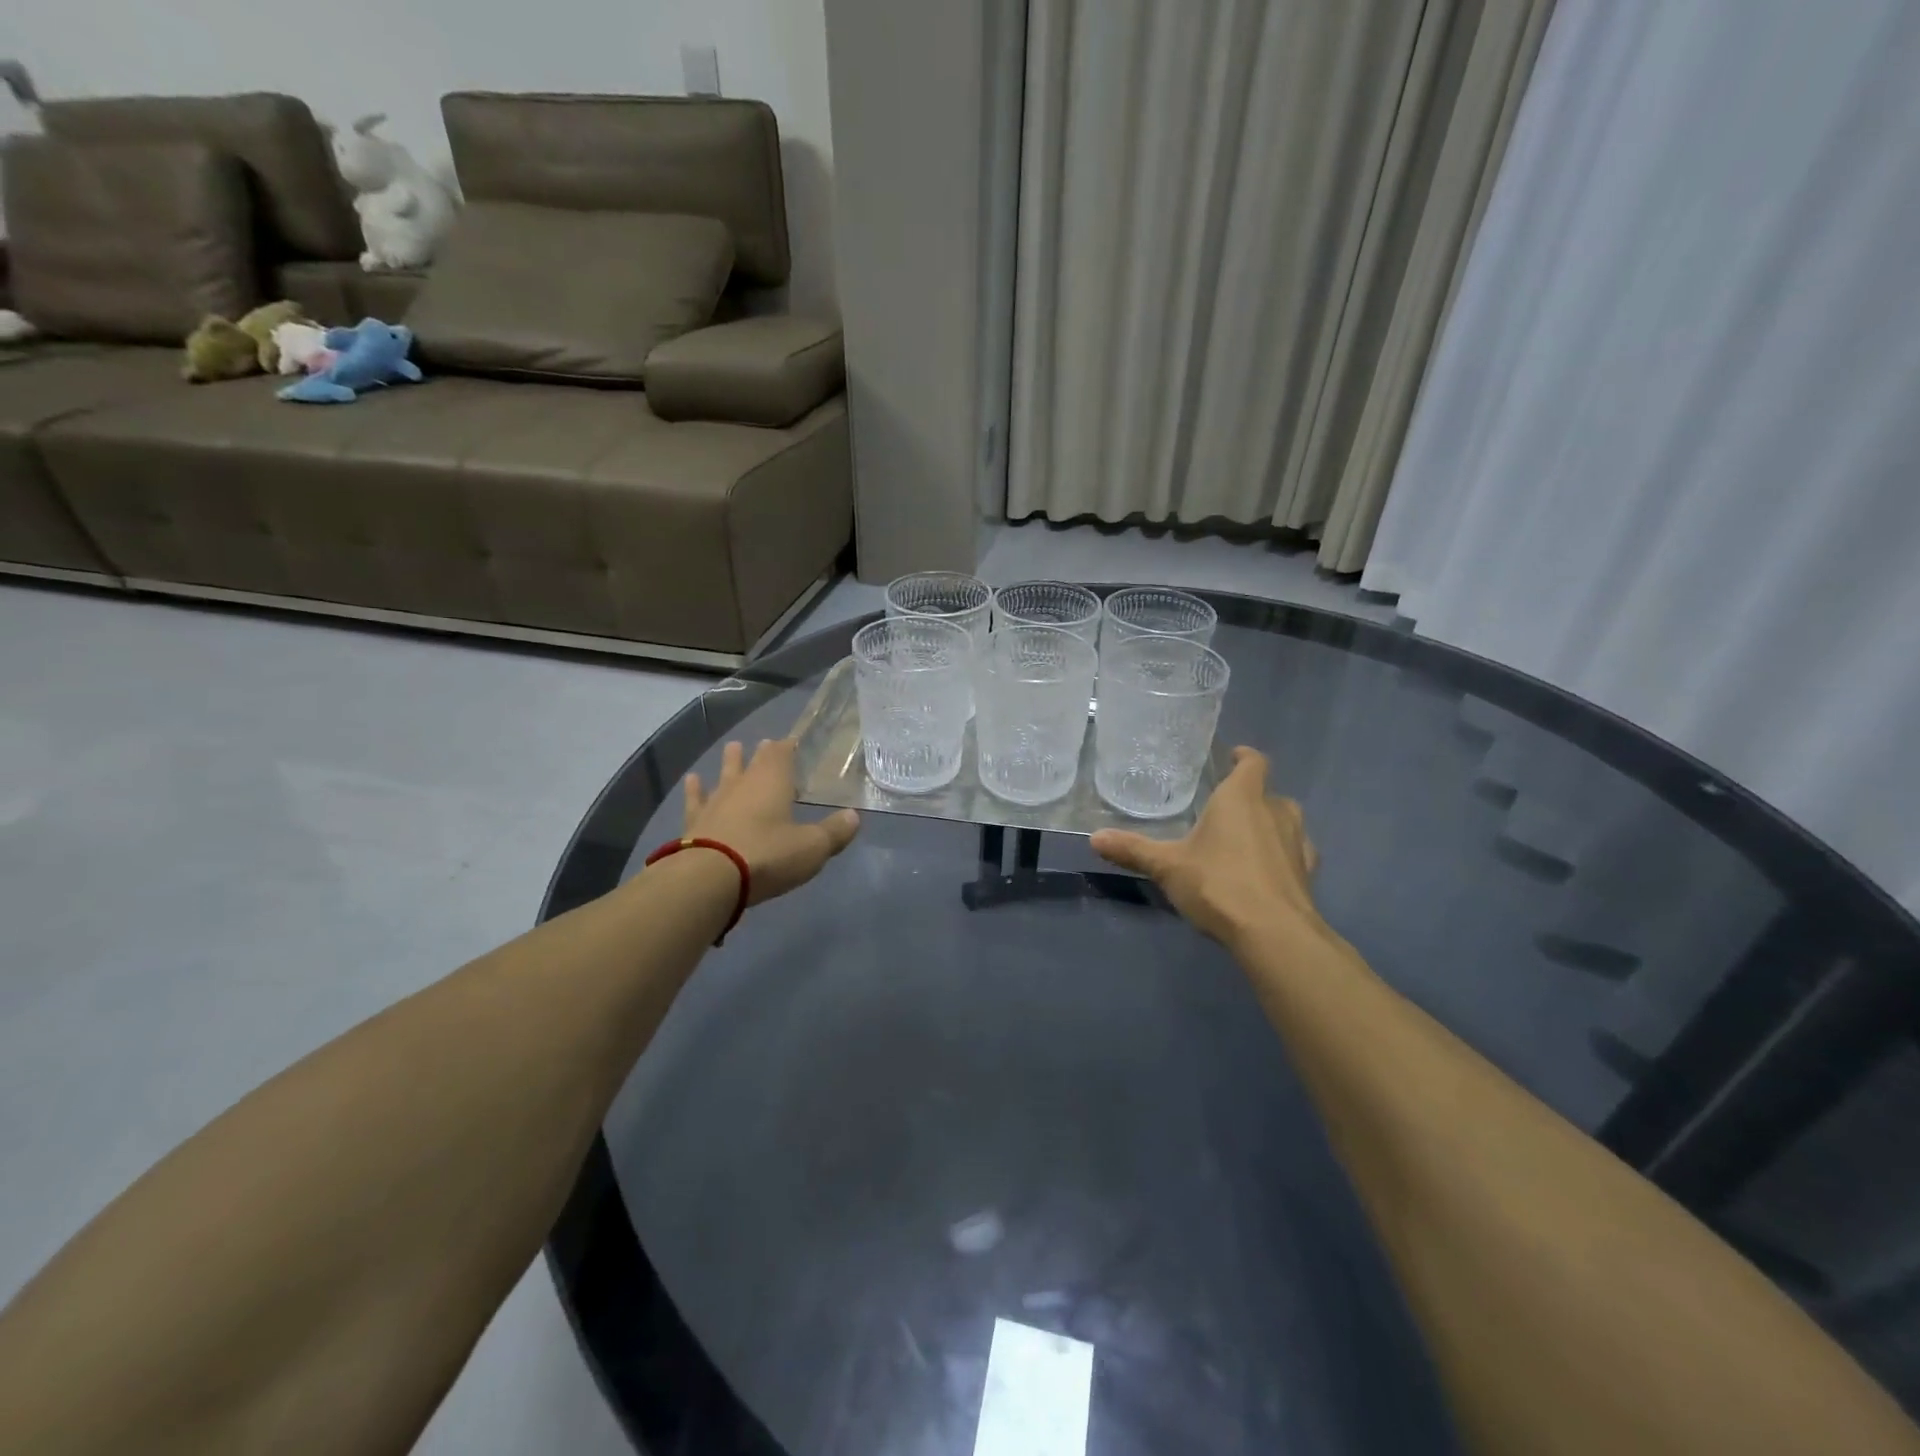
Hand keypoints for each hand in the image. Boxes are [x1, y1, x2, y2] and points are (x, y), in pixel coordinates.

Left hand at [683, 739, 860, 903]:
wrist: (708, 879)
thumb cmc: (767, 856)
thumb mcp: (812, 847)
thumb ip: (834, 832)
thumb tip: (854, 816)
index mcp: (773, 783)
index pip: (782, 755)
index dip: (788, 747)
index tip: (792, 741)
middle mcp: (743, 785)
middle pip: (753, 762)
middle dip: (762, 753)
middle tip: (764, 743)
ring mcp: (715, 803)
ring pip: (724, 775)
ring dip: (730, 762)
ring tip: (731, 748)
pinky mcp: (694, 823)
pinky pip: (695, 800)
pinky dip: (695, 790)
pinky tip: (692, 781)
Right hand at [1091, 747, 1323, 946]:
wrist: (1274, 934)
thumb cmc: (1219, 885)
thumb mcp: (1167, 867)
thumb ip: (1133, 850)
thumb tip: (1094, 838)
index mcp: (1242, 798)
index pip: (1253, 763)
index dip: (1244, 757)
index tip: (1233, 757)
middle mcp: (1275, 812)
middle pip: (1268, 793)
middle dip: (1250, 796)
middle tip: (1224, 809)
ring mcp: (1297, 842)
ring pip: (1286, 821)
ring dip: (1269, 824)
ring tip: (1244, 839)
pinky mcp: (1308, 873)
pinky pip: (1295, 852)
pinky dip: (1281, 855)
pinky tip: (1265, 871)